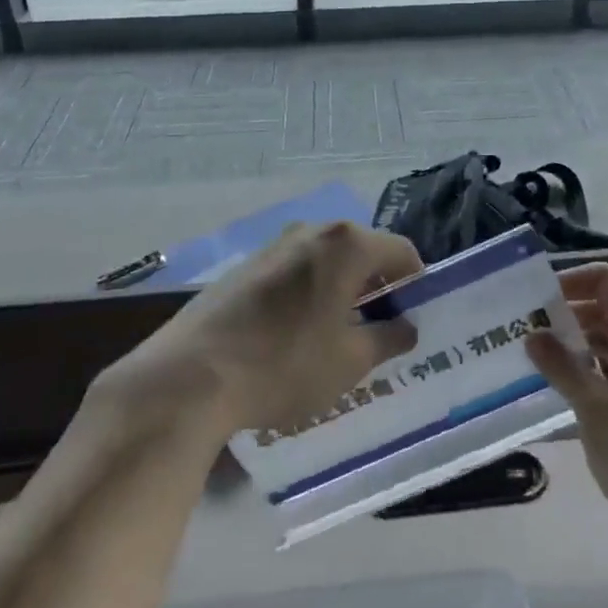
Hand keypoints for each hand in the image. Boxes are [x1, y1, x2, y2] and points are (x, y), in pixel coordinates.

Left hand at [123, 222, 420, 436]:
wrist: (191, 375)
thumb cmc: (284, 364)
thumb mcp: (349, 361)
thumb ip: (388, 338)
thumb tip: (406, 327)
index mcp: (346, 244)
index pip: (401, 251)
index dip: (416, 284)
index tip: (415, 318)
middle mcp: (313, 231)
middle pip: (363, 251)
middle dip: (379, 287)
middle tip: (382, 330)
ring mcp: (275, 245)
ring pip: (327, 261)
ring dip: (343, 290)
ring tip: (341, 335)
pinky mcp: (246, 265)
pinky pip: (295, 270)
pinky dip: (311, 293)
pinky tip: (298, 334)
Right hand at [526, 263, 607, 565]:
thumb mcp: (601, 413)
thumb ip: (564, 368)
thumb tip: (533, 334)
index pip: (604, 280)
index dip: (567, 283)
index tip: (528, 301)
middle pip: (606, 310)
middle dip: (564, 318)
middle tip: (517, 333)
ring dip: (575, 349)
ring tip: (529, 360)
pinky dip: (592, 376)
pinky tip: (559, 392)